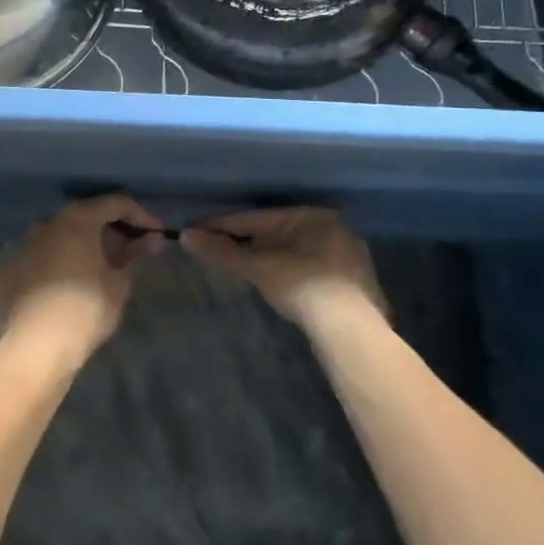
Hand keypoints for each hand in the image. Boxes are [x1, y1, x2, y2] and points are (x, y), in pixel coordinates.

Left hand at [0, 196, 164, 363]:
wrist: (34, 349)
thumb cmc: (85, 310)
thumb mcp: (119, 284)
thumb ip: (135, 256)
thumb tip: (151, 239)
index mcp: (76, 220)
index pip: (114, 203)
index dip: (140, 215)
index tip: (155, 233)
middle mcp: (45, 223)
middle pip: (84, 218)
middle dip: (109, 231)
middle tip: (129, 253)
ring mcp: (20, 246)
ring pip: (57, 238)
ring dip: (79, 247)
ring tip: (97, 270)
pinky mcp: (5, 272)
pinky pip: (37, 260)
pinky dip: (55, 266)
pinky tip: (65, 287)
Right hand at [180, 207, 385, 330]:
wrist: (349, 328)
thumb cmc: (301, 285)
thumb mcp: (257, 267)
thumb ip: (222, 251)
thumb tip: (187, 235)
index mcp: (312, 215)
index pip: (257, 218)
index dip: (224, 225)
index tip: (198, 229)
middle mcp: (336, 229)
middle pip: (279, 233)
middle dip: (248, 241)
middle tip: (219, 248)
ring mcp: (350, 257)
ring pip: (298, 252)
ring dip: (271, 258)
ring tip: (245, 268)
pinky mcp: (356, 284)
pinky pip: (313, 270)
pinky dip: (292, 274)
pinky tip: (280, 285)